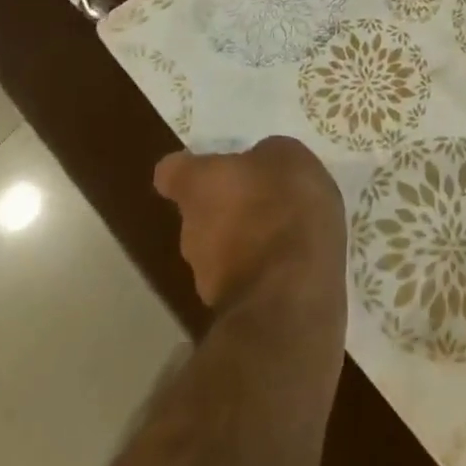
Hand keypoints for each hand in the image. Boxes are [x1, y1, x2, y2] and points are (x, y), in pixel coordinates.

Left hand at [154, 137, 345, 313]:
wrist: (292, 294)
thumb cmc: (284, 206)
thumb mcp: (287, 156)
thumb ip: (265, 156)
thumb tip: (257, 164)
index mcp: (199, 186)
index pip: (171, 173)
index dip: (189, 169)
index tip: (210, 167)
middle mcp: (190, 230)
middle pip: (199, 213)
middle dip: (228, 206)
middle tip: (265, 198)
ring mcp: (206, 277)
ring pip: (221, 248)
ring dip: (246, 240)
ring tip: (286, 234)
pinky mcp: (231, 309)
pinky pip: (244, 277)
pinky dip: (263, 269)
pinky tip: (294, 263)